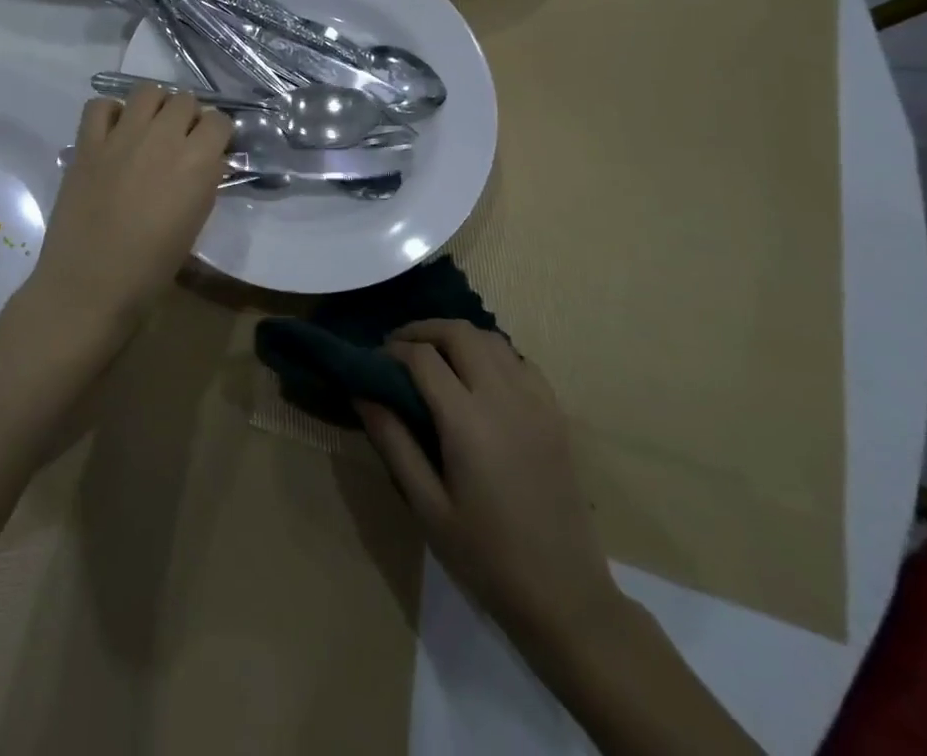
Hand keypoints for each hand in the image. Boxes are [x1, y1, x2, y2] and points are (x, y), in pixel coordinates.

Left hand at [26, 86, 231, 332]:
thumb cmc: (151, 267)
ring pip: (147, 91)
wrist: (90, 285)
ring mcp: (121, 136)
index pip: (220, 121)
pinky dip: (110, 112)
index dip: (217, 133)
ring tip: (150, 129)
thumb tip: (207, 160)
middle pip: (186, 100)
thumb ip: (204, 181)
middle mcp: (162, 138)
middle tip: (180, 140)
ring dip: (155, 106)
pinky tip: (114, 133)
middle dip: (188, 116)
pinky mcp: (87, 143)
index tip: (212, 148)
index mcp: (196, 162)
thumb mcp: (196, 222)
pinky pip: (100, 106)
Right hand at [356, 321, 623, 650]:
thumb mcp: (427, 506)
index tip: (374, 361)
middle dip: (422, 330)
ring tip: (434, 356)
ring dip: (457, 336)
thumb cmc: (486, 557)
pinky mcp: (555, 413)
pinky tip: (478, 376)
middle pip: (459, 333)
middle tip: (398, 347)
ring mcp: (535, 402)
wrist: (564, 596)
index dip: (392, 350)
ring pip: (491, 339)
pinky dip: (492, 353)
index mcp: (467, 421)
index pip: (423, 358)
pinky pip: (520, 360)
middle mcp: (503, 397)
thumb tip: (362, 392)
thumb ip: (393, 441)